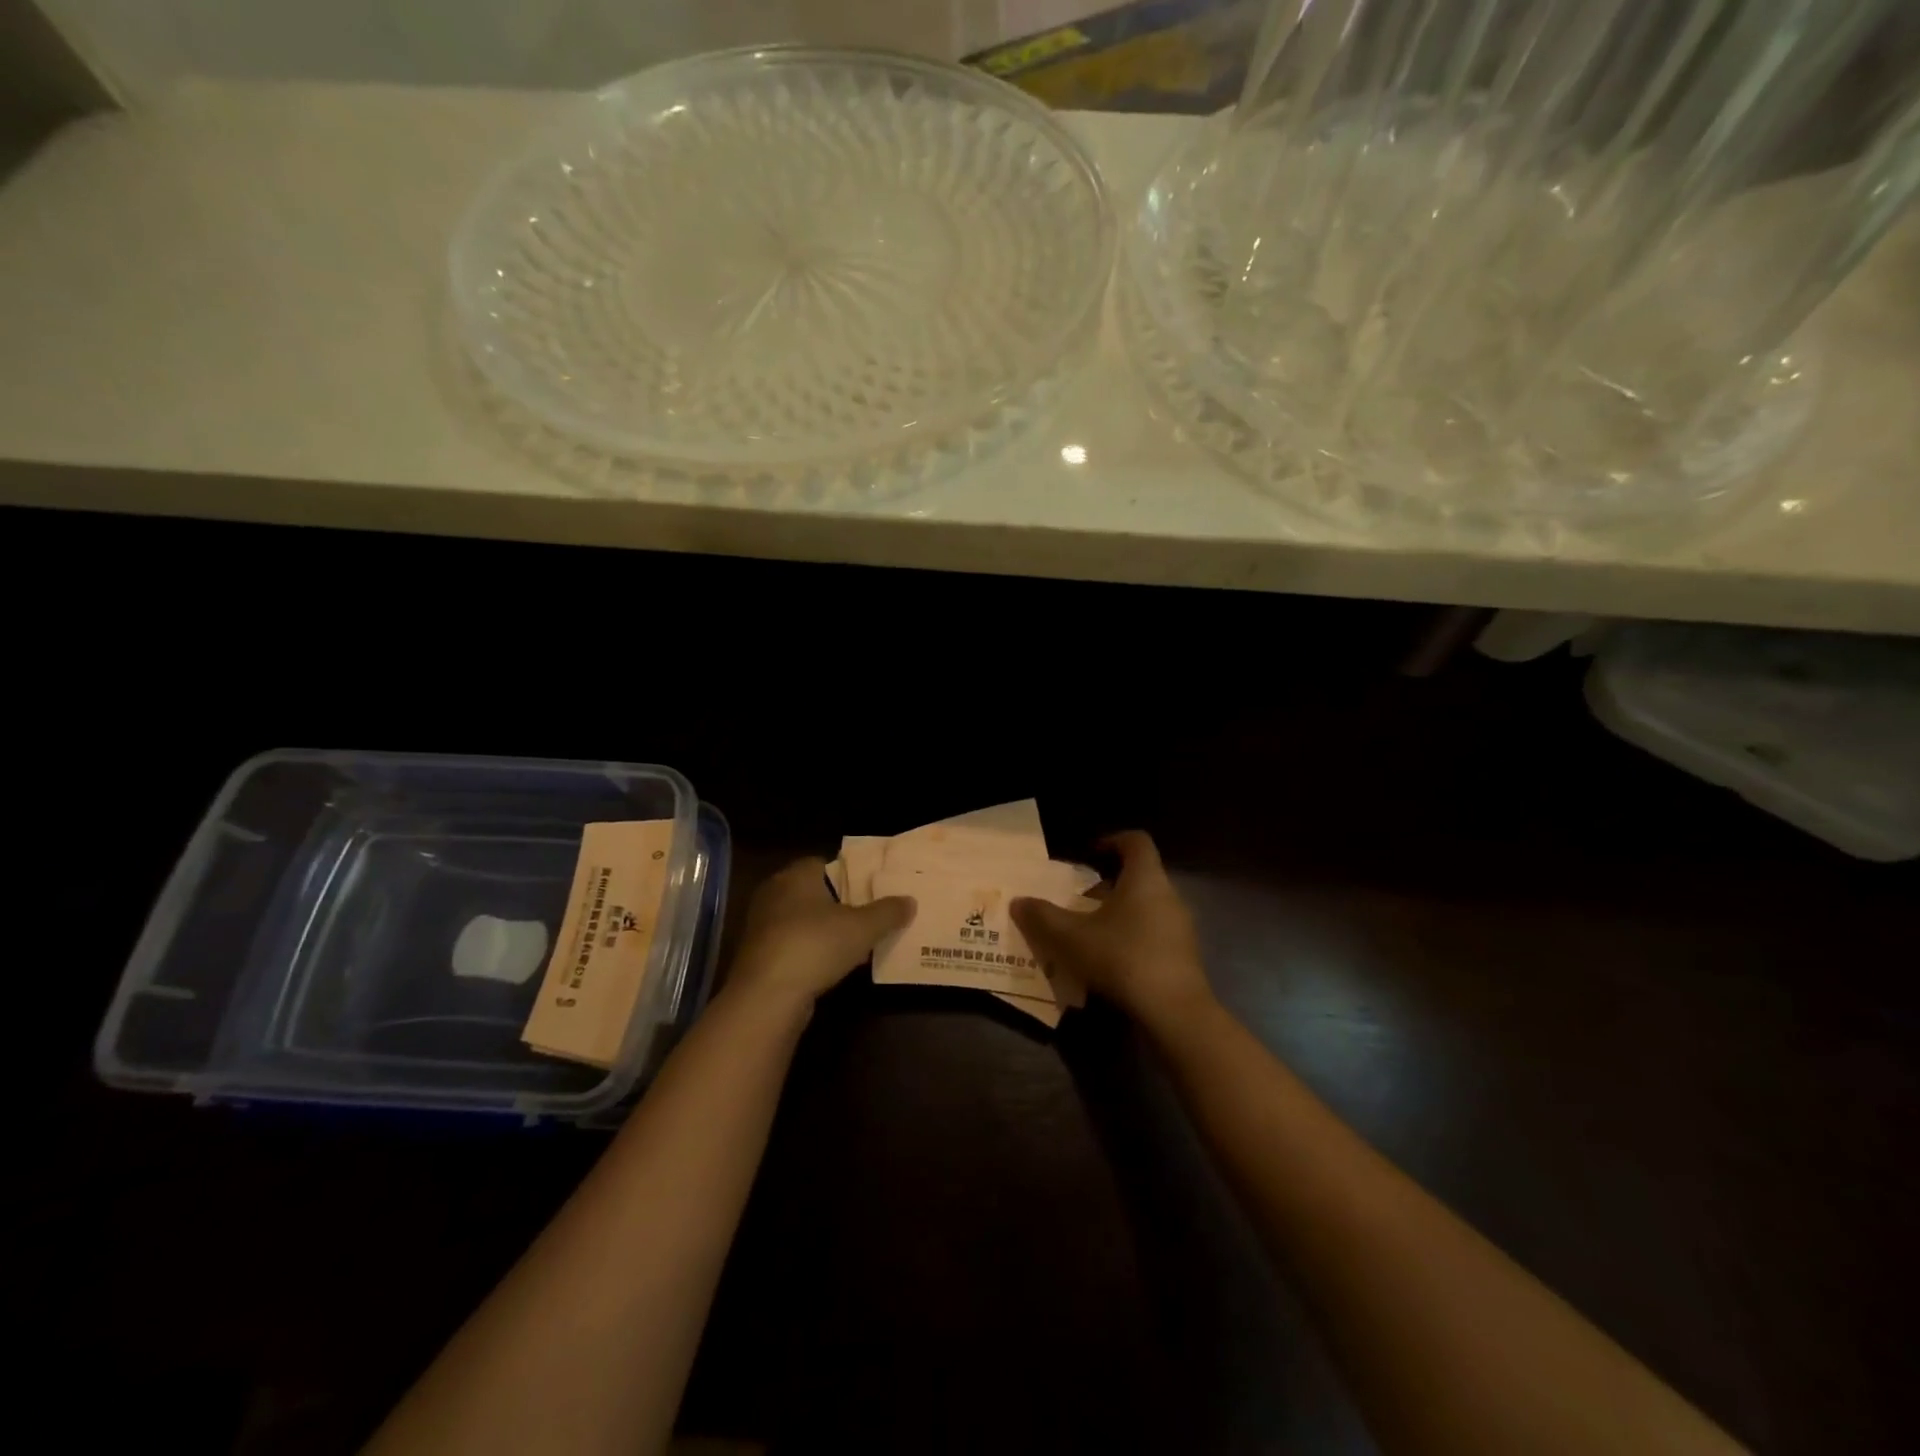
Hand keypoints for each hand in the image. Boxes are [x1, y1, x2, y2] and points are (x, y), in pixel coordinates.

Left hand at [723, 857, 913, 1009]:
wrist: (767, 996)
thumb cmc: (815, 945)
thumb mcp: (863, 928)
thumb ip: (888, 912)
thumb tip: (910, 901)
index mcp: (796, 875)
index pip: (824, 863)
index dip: (849, 875)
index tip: (871, 890)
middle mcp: (774, 893)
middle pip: (814, 892)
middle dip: (839, 904)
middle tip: (868, 916)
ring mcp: (762, 925)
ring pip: (802, 920)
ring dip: (824, 931)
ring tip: (856, 943)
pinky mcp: (758, 955)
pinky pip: (792, 945)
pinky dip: (811, 952)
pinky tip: (832, 966)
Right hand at [1011, 831, 1214, 1032]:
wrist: (1174, 1012)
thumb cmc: (1122, 958)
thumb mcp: (1071, 937)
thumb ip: (1043, 916)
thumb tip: (1018, 901)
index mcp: (1145, 879)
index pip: (1136, 842)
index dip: (1112, 840)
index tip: (1089, 853)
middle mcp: (1169, 895)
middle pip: (1140, 876)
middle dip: (1108, 884)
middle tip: (1080, 898)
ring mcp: (1181, 927)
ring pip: (1147, 907)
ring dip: (1119, 913)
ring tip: (1090, 931)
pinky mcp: (1184, 956)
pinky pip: (1154, 933)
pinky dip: (1132, 937)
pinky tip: (1110, 960)